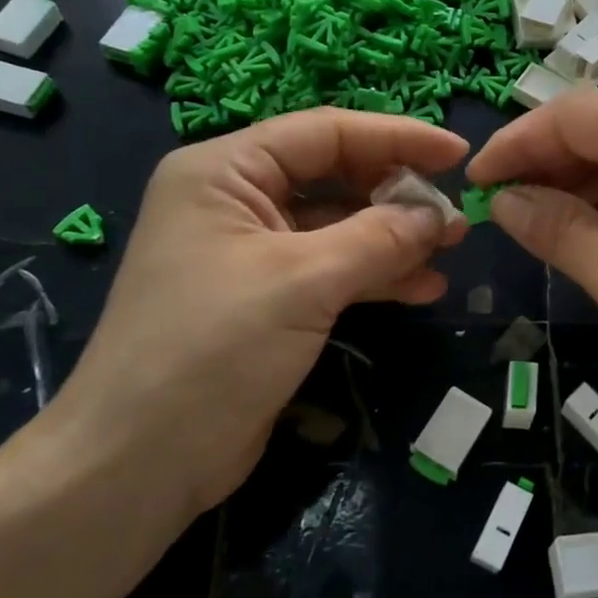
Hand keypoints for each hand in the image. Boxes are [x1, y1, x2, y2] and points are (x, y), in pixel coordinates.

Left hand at [49, 109, 468, 520]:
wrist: (139, 464)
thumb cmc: (212, 349)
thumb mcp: (304, 282)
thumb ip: (379, 238)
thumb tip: (439, 215)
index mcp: (225, 172)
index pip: (325, 133)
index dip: (396, 137)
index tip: (457, 154)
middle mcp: (236, 202)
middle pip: (334, 176)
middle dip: (398, 194)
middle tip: (456, 214)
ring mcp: (252, 253)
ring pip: (339, 226)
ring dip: (395, 237)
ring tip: (452, 250)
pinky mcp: (268, 300)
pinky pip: (333, 270)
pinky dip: (377, 276)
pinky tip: (423, 288)